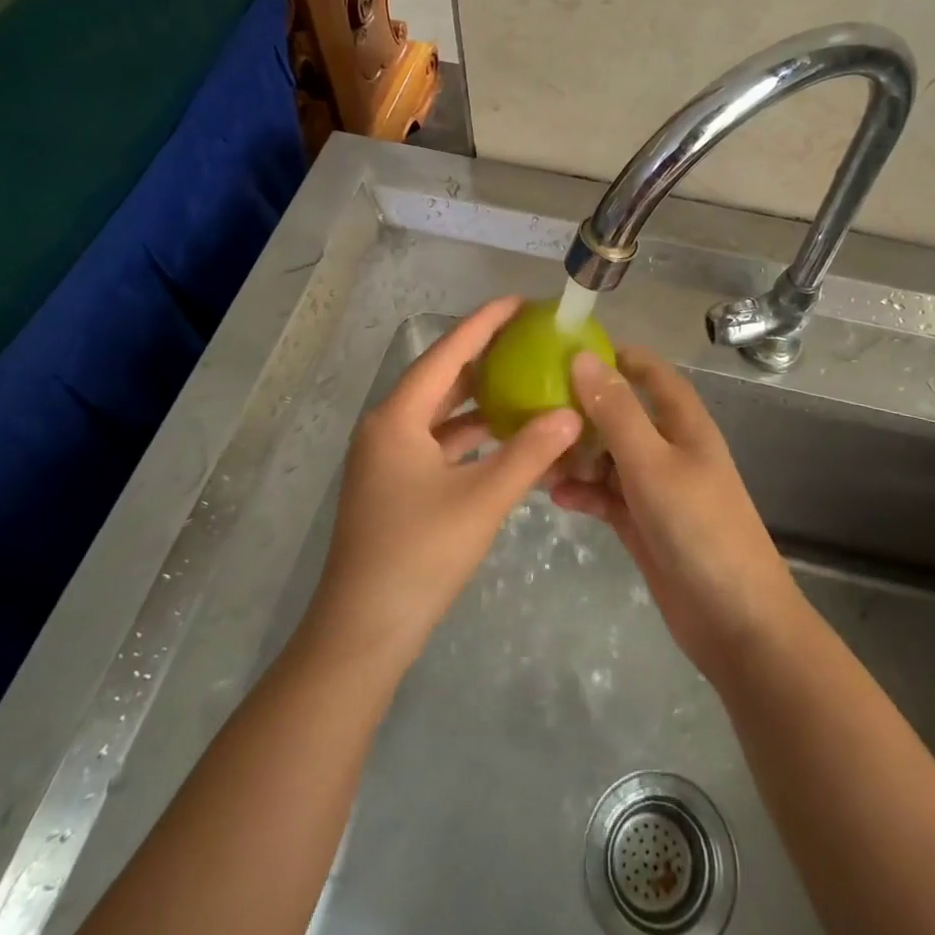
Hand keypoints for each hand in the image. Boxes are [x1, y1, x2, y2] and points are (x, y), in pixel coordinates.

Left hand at [306, 296, 581, 673]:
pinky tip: (507, 440)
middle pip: (441, 380)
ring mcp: (388, 461)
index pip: (446, 354)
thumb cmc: (419, 556)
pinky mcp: (396, 488)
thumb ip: (530, 453)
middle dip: (484, 358)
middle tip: (529, 340)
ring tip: (526, 382)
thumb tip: (572, 414)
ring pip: (441, 416)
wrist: (363, 632)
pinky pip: (439, 447)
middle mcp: (388, 429)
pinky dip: (472, 439)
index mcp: (397, 419)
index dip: (483, 324)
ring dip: (480, 402)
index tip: (518, 301)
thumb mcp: (481, 500)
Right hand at [551, 347, 801, 682]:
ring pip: (609, 457)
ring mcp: (657, 489)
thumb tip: (582, 358)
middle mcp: (670, 449)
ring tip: (535, 455)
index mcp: (684, 425)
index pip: (652, 374)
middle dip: (583, 410)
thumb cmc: (698, 528)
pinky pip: (606, 496)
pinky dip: (584, 492)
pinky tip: (555, 496)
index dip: (618, 357)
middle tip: (533, 406)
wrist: (735, 621)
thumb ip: (616, 411)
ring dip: (577, 454)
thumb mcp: (651, 462)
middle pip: (622, 415)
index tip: (570, 350)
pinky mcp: (644, 524)